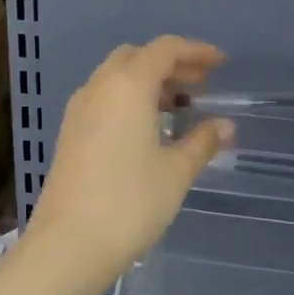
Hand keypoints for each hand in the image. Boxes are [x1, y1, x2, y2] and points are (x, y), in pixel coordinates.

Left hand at [26, 37, 233, 285]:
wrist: (69, 244)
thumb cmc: (130, 202)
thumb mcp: (176, 171)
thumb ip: (202, 142)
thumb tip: (224, 126)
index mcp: (127, 86)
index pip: (164, 49)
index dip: (195, 51)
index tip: (220, 64)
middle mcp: (98, 89)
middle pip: (136, 57)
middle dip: (169, 64)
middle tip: (199, 85)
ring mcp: (78, 112)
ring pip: (115, 78)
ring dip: (147, 82)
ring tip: (178, 107)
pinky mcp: (69, 135)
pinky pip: (103, 100)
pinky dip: (128, 101)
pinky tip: (147, 130)